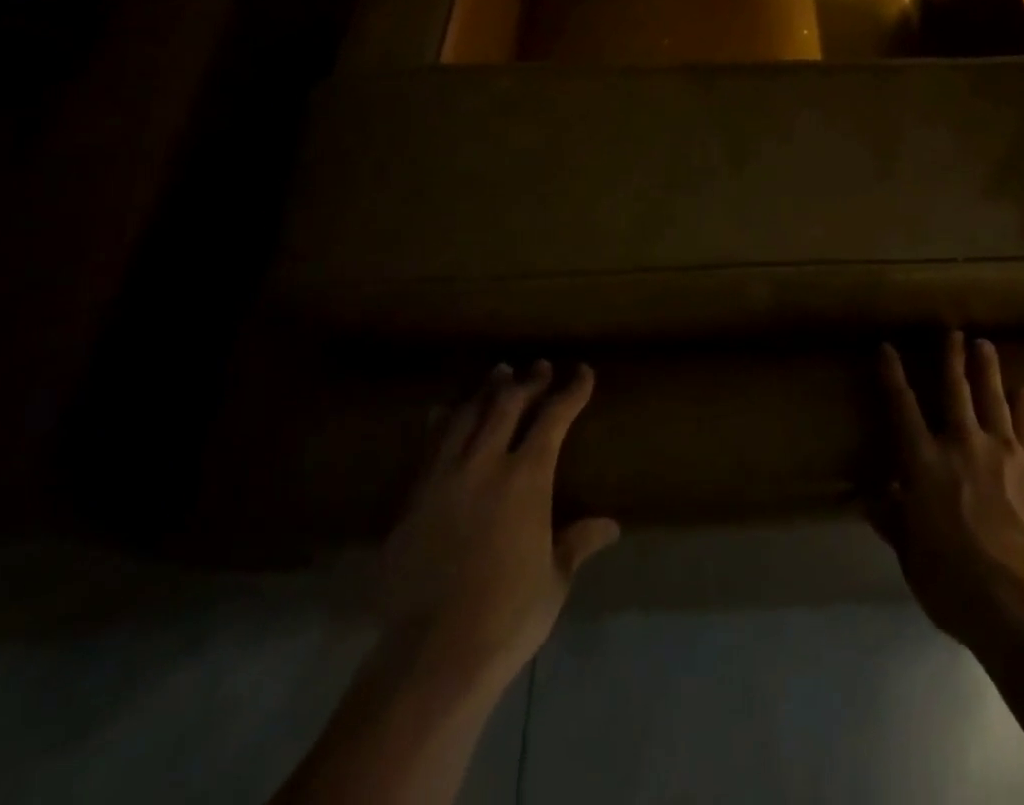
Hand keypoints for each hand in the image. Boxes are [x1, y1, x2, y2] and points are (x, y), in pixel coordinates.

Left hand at [378, 360, 618, 689]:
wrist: (431, 656)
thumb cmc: (507, 617)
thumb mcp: (554, 579)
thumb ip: (577, 542)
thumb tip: (610, 526)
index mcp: (526, 477)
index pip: (554, 417)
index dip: (571, 391)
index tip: (582, 372)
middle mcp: (485, 464)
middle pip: (507, 404)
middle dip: (527, 381)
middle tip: (539, 367)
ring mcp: (443, 478)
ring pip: (466, 416)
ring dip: (486, 392)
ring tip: (498, 376)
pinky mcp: (412, 500)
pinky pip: (430, 445)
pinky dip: (443, 422)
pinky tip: (443, 414)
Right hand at [872, 333, 1023, 657]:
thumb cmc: (960, 587)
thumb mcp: (914, 561)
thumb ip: (895, 523)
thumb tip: (872, 498)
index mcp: (924, 465)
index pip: (902, 409)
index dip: (892, 376)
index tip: (887, 348)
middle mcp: (961, 445)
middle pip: (954, 390)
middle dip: (950, 358)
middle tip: (952, 331)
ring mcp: (1003, 452)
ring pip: (992, 398)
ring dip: (987, 369)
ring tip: (984, 344)